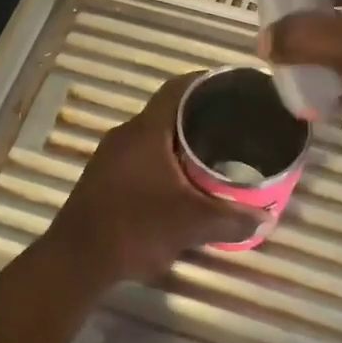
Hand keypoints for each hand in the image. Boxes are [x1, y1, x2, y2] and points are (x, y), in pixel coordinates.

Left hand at [47, 74, 260, 285]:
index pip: (178, 88)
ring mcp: (110, 156)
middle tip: (233, 126)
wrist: (76, 260)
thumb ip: (230, 219)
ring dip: (180, 141)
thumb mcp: (190, 225)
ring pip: (153, 136)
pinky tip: (182, 181)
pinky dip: (164, 160)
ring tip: (214, 153)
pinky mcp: (103, 177)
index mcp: (146, 131)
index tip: (232, 88)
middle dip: (199, 116)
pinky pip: (141, 155)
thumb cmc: (135, 229)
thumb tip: (265, 218)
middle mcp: (126, 134)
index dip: (206, 82)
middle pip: (168, 112)